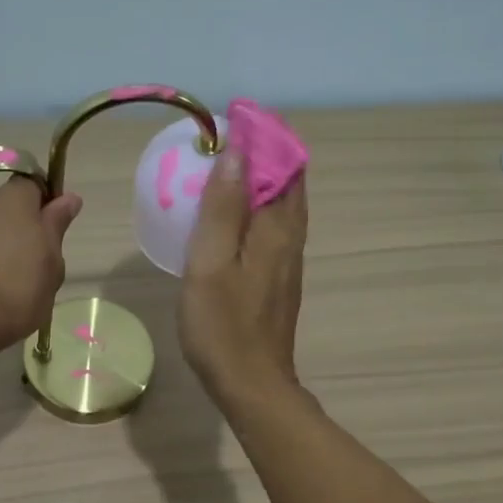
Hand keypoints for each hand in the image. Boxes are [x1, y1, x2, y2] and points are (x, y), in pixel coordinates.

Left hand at [0, 178, 83, 360]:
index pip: (33, 184)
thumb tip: (68, 197)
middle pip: (6, 208)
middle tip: (36, 265)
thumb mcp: (52, 262)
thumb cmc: (17, 289)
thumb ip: (56, 226)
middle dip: (21, 228)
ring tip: (10, 285)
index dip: (46, 203)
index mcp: (12, 199)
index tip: (54, 231)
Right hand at [180, 150, 305, 405]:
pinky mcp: (279, 280)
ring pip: (282, 206)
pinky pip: (273, 228)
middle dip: (263, 153)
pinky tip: (229, 217)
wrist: (251, 384)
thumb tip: (237, 152)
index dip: (263, 136)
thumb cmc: (223, 326)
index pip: (283, 164)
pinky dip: (256, 208)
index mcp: (278, 228)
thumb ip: (223, 208)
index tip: (232, 118)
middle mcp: (292, 239)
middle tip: (223, 140)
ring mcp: (288, 261)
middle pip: (288, 181)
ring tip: (223, 170)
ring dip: (260, 180)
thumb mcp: (211, 263)